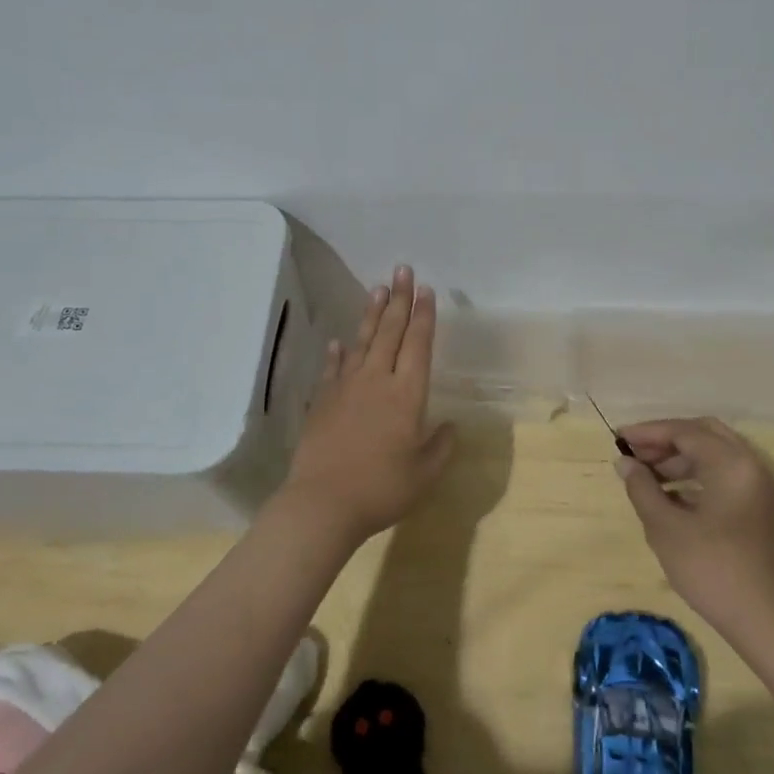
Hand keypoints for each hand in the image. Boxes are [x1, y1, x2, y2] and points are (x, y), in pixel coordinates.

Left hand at [277, 266, 454, 547]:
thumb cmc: (382, 489)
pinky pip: (333, 368)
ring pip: (362, 342)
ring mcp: (346, 388)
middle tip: (403, 269)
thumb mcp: (425, 474)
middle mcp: (377, 381)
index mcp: (407, 395)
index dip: (424, 316)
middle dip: (399, 299)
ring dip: (372, 314)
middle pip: (391, 332)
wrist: (323, 503)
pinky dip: (338, 353)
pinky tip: (338, 341)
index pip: (418, 345)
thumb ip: (442, 446)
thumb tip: (450, 426)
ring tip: (378, 289)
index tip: (426, 290)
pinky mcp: (323, 401)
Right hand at [615, 418, 773, 639]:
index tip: (618, 438)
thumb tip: (624, 462)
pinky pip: (723, 473)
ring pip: (713, 454)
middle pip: (703, 434)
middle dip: (666, 440)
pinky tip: (669, 494)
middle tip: (635, 453)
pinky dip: (695, 474)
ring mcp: (757, 485)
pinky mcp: (756, 506)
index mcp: (731, 462)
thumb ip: (641, 488)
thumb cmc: (711, 569)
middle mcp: (749, 464)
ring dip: (679, 457)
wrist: (765, 620)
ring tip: (645, 474)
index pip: (684, 431)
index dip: (648, 432)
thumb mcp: (666, 527)